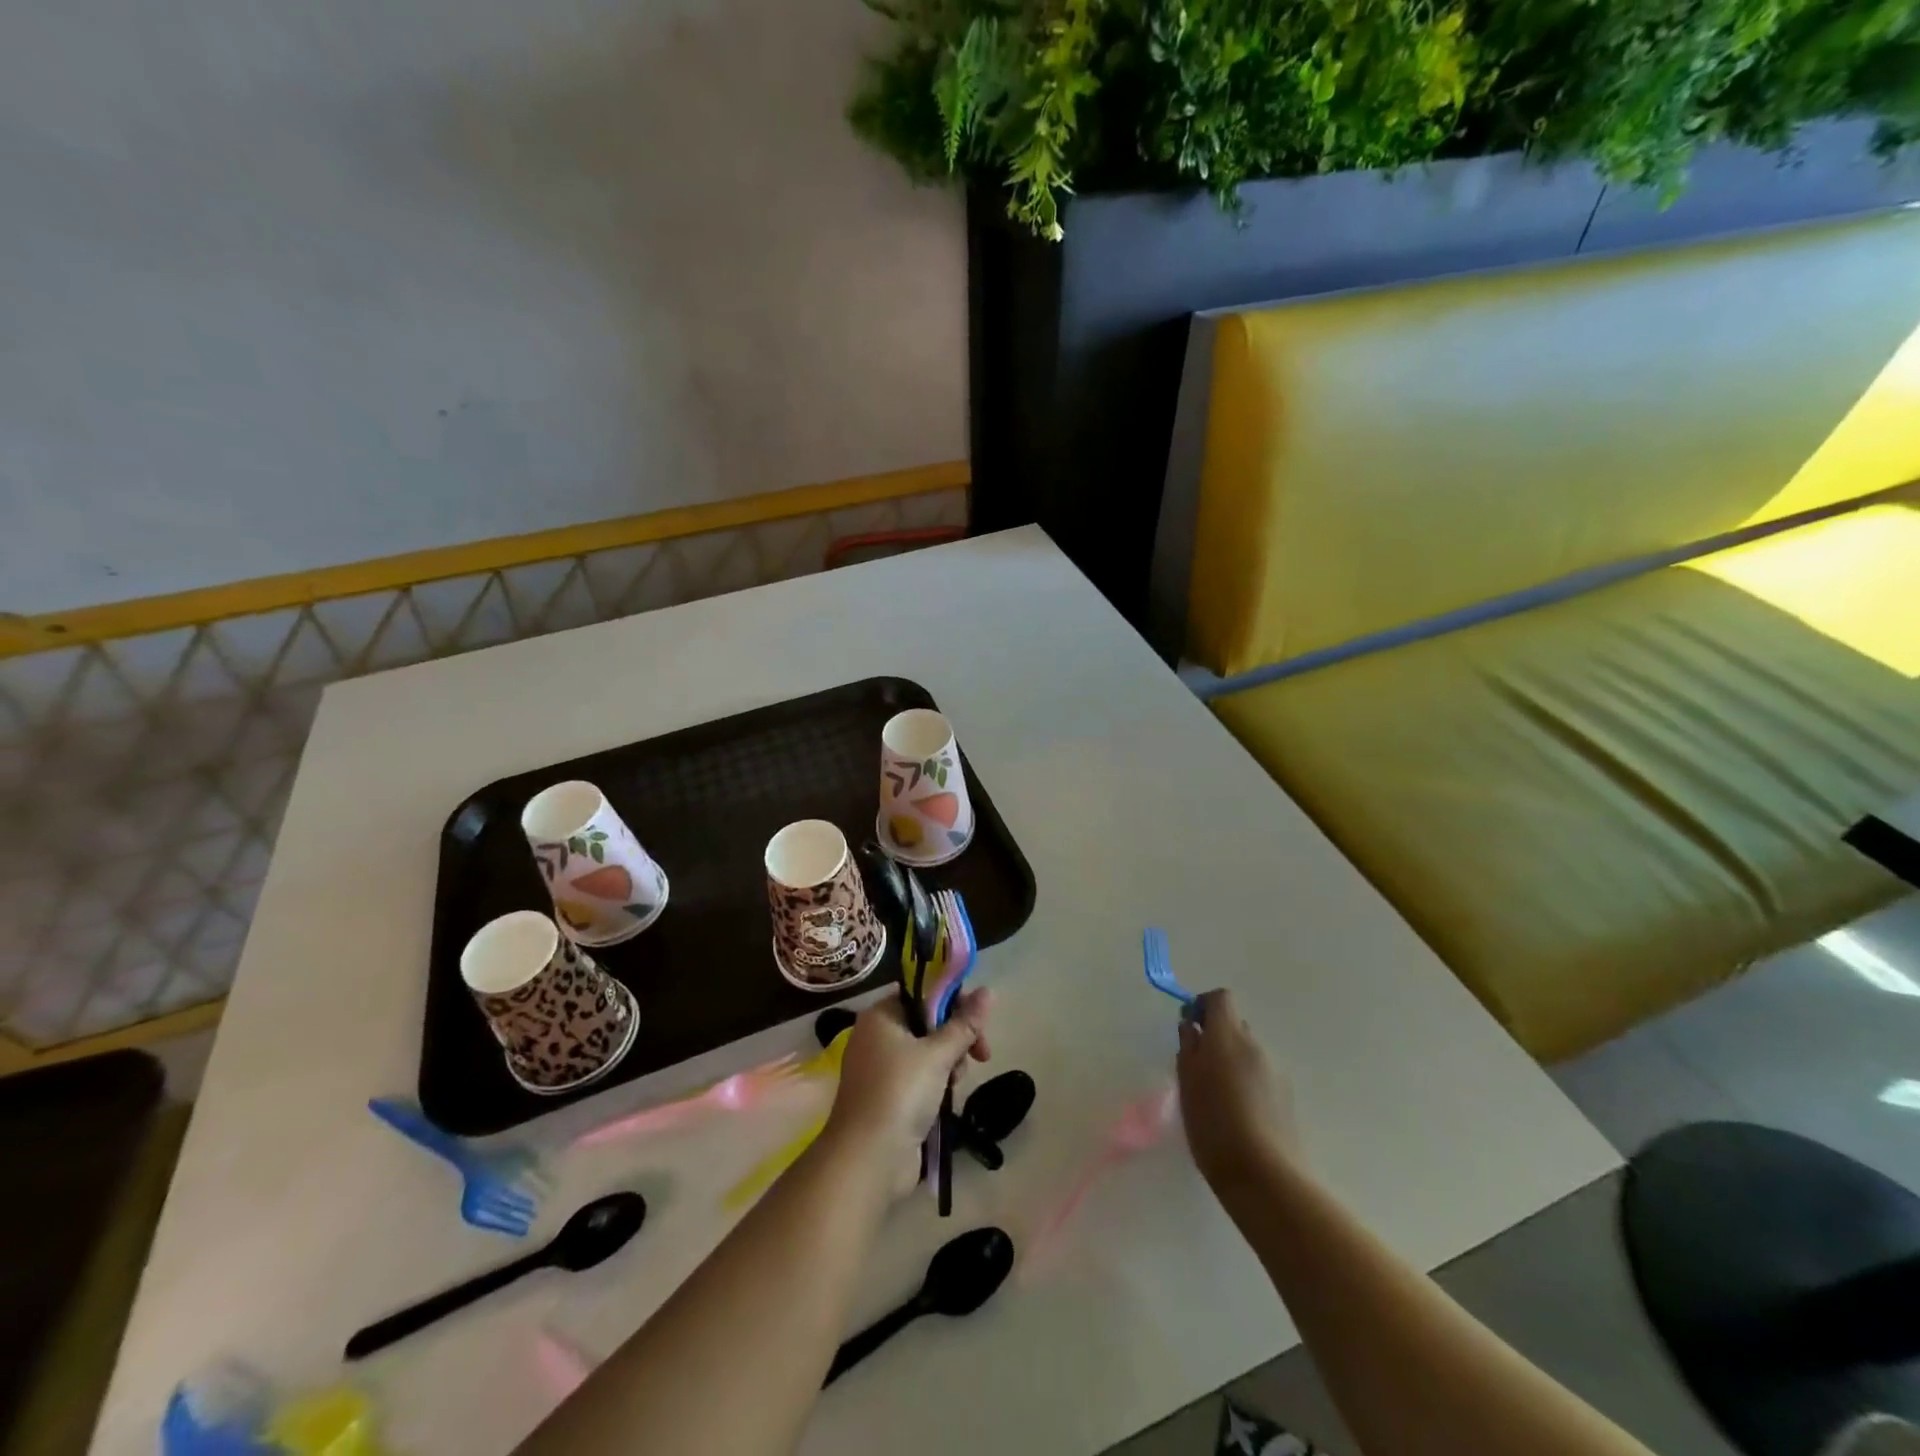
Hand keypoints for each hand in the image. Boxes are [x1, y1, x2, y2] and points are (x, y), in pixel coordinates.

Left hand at [824, 987, 992, 1195]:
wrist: (868, 1159)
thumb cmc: (900, 1092)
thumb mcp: (938, 1054)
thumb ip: (964, 1023)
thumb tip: (989, 991)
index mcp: (881, 1015)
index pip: (923, 993)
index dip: (954, 1002)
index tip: (978, 1020)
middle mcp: (876, 1036)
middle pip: (927, 1022)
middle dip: (956, 1036)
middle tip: (980, 1054)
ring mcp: (879, 1068)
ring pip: (925, 1050)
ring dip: (949, 1061)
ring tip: (957, 1081)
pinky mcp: (886, 1096)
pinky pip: (918, 1076)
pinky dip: (936, 1081)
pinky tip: (948, 1095)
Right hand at [1176, 989, 1299, 1191]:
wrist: (1266, 1177)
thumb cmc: (1214, 1126)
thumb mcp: (1187, 1084)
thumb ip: (1188, 1048)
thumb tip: (1191, 1027)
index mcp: (1228, 1036)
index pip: (1220, 998)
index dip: (1202, 1005)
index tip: (1189, 1027)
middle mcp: (1256, 1046)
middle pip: (1235, 1024)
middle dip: (1216, 1037)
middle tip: (1198, 1067)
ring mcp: (1276, 1071)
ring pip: (1248, 1052)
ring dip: (1231, 1061)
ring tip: (1217, 1096)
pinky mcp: (1288, 1097)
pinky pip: (1261, 1075)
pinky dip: (1247, 1082)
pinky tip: (1238, 1114)